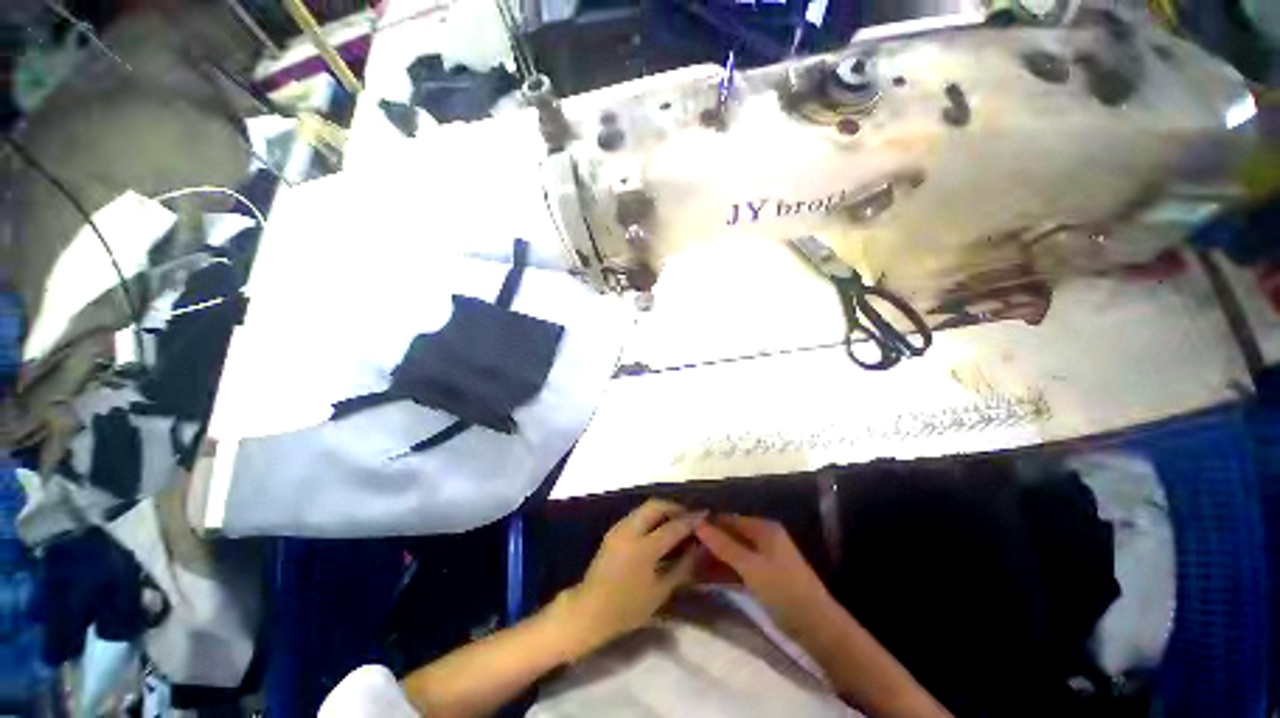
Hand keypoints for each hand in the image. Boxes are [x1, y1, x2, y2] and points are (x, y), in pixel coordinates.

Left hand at [558, 499, 704, 653]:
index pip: (673, 526)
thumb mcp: (660, 592)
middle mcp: (630, 530)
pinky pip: (637, 514)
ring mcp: (619, 527)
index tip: (706, 513)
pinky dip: (652, 515)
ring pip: (645, 507)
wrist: (589, 610)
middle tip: (689, 515)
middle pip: (656, 505)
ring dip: (663, 509)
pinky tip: (660, 527)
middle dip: (675, 506)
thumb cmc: (627, 608)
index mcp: (643, 548)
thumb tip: (699, 548)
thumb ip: (682, 567)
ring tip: (677, 520)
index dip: (691, 519)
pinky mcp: (614, 530)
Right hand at [694, 515, 837, 639]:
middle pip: (729, 535)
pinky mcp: (762, 576)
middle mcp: (762, 538)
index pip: (728, 519)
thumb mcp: (751, 566)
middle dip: (708, 544)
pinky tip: (703, 579)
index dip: (707, 524)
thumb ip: (724, 545)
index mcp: (763, 528)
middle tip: (682, 552)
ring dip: (712, 559)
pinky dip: (722, 572)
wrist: (816, 627)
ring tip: (687, 566)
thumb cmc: (783, 590)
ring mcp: (762, 558)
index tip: (683, 531)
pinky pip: (737, 568)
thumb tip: (698, 523)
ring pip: (731, 553)